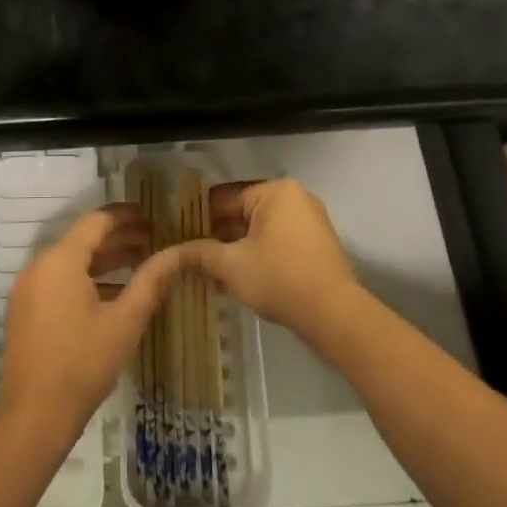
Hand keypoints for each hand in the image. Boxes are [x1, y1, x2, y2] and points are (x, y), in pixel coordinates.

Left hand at [0, 204, 192, 438]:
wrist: (34, 417)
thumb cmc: (83, 364)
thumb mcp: (125, 321)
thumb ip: (152, 281)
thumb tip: (179, 253)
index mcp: (60, 260)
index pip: (96, 221)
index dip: (125, 215)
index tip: (152, 216)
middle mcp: (39, 266)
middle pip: (82, 239)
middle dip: (119, 238)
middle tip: (153, 240)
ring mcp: (28, 289)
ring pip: (71, 261)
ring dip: (104, 259)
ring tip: (140, 263)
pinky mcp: (26, 310)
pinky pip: (59, 280)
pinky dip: (86, 278)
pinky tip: (114, 293)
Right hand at [192, 179, 361, 341]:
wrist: (335, 315)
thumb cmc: (279, 279)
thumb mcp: (231, 265)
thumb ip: (199, 253)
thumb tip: (171, 253)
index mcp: (274, 191)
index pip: (224, 197)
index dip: (198, 217)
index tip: (179, 235)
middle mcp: (295, 197)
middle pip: (243, 211)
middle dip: (218, 233)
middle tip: (192, 254)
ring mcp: (310, 220)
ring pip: (260, 228)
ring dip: (237, 246)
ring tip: (210, 268)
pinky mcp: (317, 243)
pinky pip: (278, 240)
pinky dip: (258, 252)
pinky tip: (239, 275)